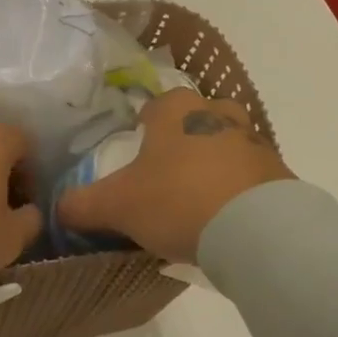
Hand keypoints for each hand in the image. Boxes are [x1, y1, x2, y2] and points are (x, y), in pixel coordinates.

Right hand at [57, 89, 291, 263]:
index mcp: (175, 109)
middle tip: (167, 177)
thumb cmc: (177, 201)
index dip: (143, 127)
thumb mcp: (117, 206)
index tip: (137, 154)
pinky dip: (238, 190)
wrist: (257, 230)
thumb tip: (58, 208)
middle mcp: (216, 113)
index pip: (154, 105)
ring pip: (226, 144)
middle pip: (194, 119)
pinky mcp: (279, 173)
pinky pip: (251, 176)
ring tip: (197, 201)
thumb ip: (82, 204)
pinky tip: (226, 219)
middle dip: (182, 142)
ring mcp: (253, 141)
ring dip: (214, 165)